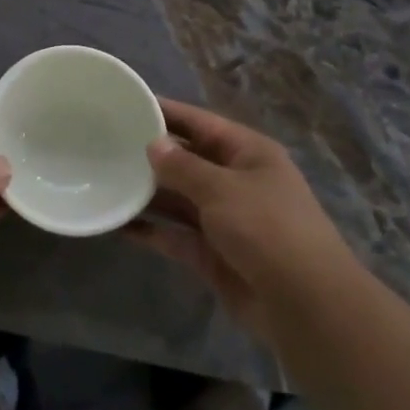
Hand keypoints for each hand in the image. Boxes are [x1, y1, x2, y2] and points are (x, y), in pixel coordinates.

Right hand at [124, 98, 360, 342]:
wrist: (306, 306)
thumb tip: (153, 145)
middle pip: (186, 160)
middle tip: (104, 144)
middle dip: (150, 154)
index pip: (199, 122)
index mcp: (247, 153)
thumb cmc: (268, 229)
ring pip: (177, 198)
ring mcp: (224, 219)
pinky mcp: (212, 253)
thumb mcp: (222, 188)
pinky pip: (175, 234)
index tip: (127, 103)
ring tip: (104, 180)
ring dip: (146, 193)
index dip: (166, 112)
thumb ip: (183, 166)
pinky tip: (119, 224)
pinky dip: (151, 230)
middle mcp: (235, 181)